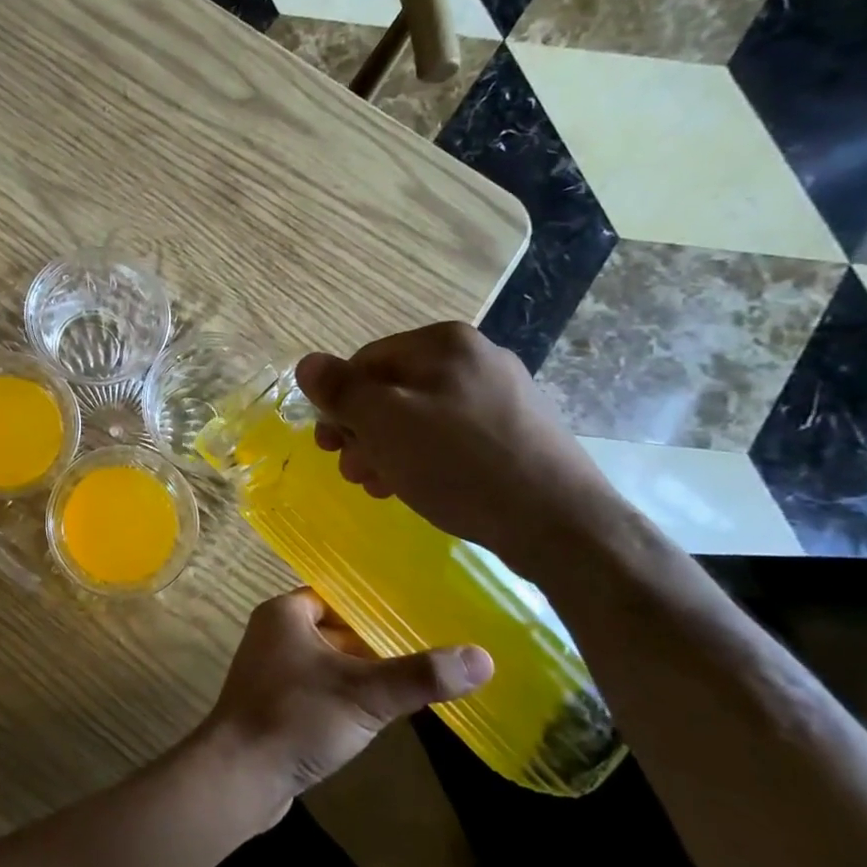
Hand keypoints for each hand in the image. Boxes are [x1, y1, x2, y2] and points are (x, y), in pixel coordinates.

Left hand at [198, 589, 491, 825]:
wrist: (239, 776)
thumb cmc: (296, 718)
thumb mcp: (365, 693)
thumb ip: (420, 675)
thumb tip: (483, 657)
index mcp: (284, 614)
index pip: (338, 596)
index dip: (376, 606)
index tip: (420, 614)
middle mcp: (274, 635)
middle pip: (337, 629)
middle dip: (377, 642)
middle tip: (429, 648)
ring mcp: (273, 672)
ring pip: (330, 663)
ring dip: (363, 673)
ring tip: (415, 680)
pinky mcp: (277, 706)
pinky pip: (320, 690)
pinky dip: (346, 697)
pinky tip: (379, 714)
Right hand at [294, 322, 627, 581]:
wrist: (560, 523)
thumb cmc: (459, 464)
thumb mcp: (385, 423)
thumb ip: (341, 390)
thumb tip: (307, 364)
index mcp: (444, 343)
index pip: (366, 361)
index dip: (339, 403)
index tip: (328, 445)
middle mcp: (475, 358)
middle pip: (393, 389)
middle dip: (363, 431)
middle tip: (351, 471)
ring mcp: (502, 394)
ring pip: (421, 416)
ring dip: (388, 449)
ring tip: (379, 486)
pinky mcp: (517, 431)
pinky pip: (452, 436)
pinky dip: (424, 458)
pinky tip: (416, 487)